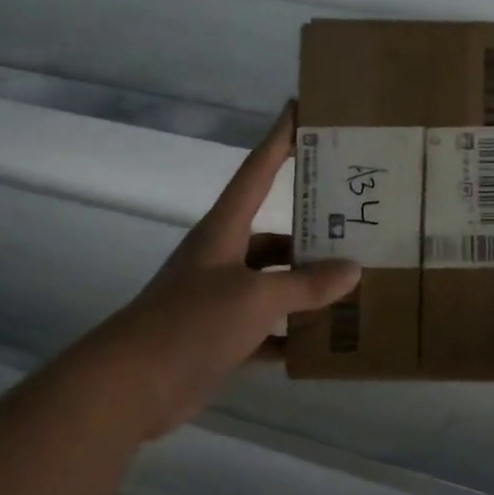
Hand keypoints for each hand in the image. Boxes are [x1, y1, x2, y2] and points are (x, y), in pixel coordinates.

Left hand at [97, 103, 359, 438]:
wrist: (134, 385)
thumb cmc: (191, 324)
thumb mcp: (255, 297)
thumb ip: (305, 284)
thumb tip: (353, 269)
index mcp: (224, 232)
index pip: (257, 172)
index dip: (279, 141)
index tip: (300, 110)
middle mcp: (222, 259)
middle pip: (275, 237)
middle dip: (312, 234)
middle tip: (359, 230)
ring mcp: (220, 301)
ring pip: (274, 286)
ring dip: (307, 290)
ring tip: (354, 290)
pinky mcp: (221, 339)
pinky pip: (266, 331)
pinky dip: (291, 336)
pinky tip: (324, 343)